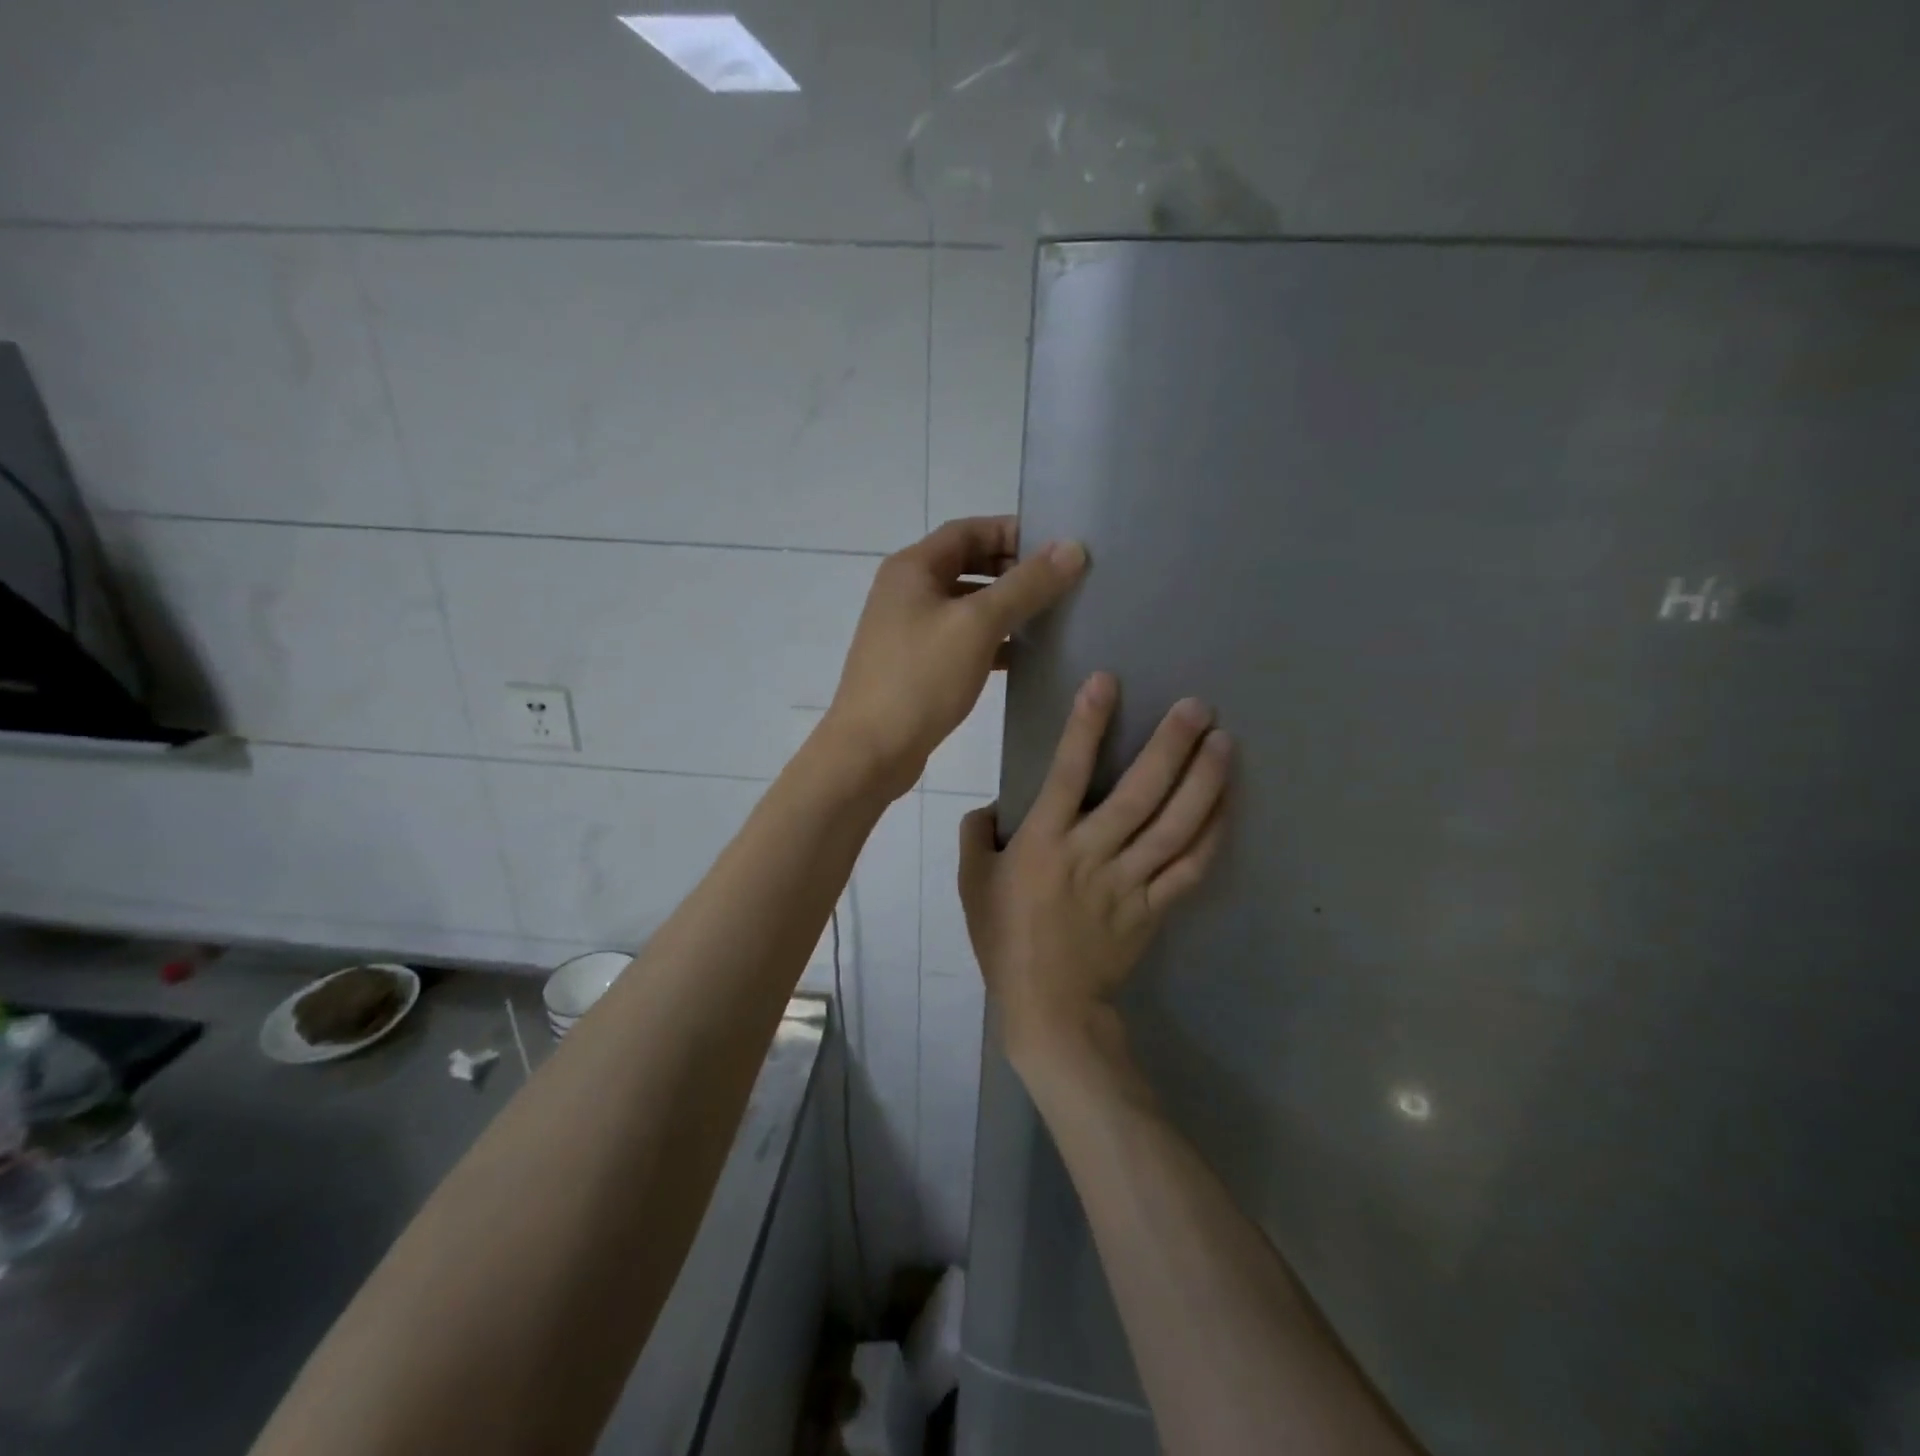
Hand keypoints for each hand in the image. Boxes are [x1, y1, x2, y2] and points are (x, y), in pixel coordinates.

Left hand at [823, 517, 1087, 798]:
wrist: (870, 751)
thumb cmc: (920, 679)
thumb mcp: (977, 625)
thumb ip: (1026, 585)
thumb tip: (1072, 548)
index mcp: (912, 569)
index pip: (968, 530)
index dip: (1012, 532)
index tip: (1057, 547)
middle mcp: (906, 592)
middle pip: (967, 565)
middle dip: (1013, 570)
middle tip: (1061, 582)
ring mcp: (909, 631)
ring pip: (966, 606)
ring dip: (1005, 608)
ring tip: (1052, 617)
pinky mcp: (917, 666)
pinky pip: (961, 640)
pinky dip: (992, 642)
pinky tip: (1025, 657)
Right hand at [959, 672, 1230, 1076]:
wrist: (1048, 1007)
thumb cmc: (1004, 940)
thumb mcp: (971, 884)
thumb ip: (975, 835)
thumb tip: (991, 806)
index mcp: (1044, 842)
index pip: (1067, 771)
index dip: (1087, 724)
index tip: (1107, 681)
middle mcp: (1092, 853)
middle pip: (1139, 793)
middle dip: (1170, 745)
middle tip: (1197, 706)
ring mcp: (1129, 881)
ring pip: (1175, 826)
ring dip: (1203, 782)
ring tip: (1224, 743)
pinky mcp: (1154, 907)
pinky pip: (1190, 868)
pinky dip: (1213, 835)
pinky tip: (1227, 804)